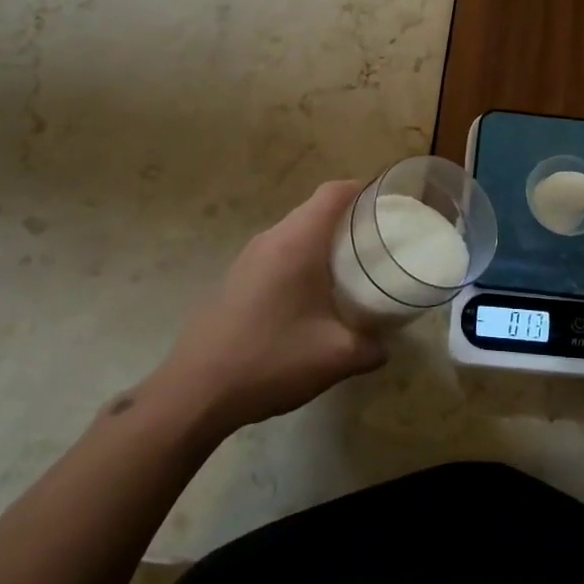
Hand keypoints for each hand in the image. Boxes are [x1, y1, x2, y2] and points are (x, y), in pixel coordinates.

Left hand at [144, 181, 386, 440]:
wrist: (195, 393)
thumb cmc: (270, 360)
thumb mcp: (335, 358)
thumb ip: (371, 347)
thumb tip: (384, 346)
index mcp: (297, 242)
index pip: (333, 192)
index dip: (363, 190)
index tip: (388, 206)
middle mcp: (271, 239)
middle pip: (315, 210)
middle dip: (348, 219)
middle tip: (377, 243)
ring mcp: (248, 258)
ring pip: (294, 233)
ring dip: (323, 243)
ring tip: (351, 270)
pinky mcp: (235, 279)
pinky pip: (277, 254)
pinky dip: (301, 261)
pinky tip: (311, 298)